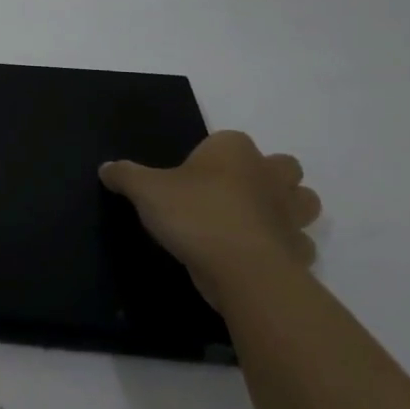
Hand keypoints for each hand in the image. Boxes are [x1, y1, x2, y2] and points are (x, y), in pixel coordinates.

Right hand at [100, 131, 320, 306]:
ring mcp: (291, 214)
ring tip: (253, 222)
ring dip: (287, 209)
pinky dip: (286, 249)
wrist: (241, 269)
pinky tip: (258, 256)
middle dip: (267, 176)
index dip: (213, 156)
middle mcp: (269, 175)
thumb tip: (106, 168)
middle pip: (283, 167)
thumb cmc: (195, 214)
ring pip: (303, 202)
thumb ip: (126, 175)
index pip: (228, 140)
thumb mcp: (146, 190)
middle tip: (233, 194)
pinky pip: (298, 245)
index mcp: (234, 150)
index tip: (192, 176)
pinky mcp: (298, 251)